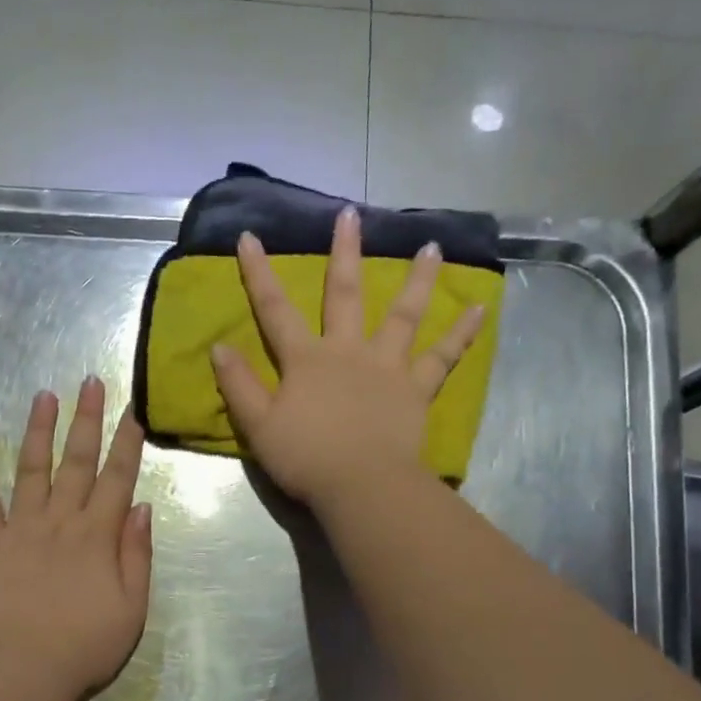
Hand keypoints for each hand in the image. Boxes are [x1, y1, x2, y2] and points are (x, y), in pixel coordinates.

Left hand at [0, 378, 151, 699]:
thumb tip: (141, 506)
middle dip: (87, 420)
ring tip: (44, 396)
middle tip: (91, 382)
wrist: (26, 670)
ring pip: (31, 469)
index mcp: (97, 535)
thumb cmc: (87, 644)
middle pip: (76, 461)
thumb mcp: (133, 606)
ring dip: (38, 430)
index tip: (133, 409)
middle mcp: (60, 520)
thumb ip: (137, 553)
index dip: (127, 442)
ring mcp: (20, 528)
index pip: (117, 477)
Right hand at [209, 206, 486, 508]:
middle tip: (351, 215)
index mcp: (306, 360)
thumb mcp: (258, 426)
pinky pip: (443, 357)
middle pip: (346, 294)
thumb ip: (239, 386)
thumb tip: (218, 347)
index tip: (250, 237)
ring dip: (417, 279)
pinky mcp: (416, 388)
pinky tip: (481, 308)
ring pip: (404, 314)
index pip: (275, 310)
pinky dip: (461, 333)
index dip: (260, 274)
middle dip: (345, 253)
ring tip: (432, 246)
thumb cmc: (306, 458)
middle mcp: (348, 351)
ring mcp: (387, 366)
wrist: (361, 486)